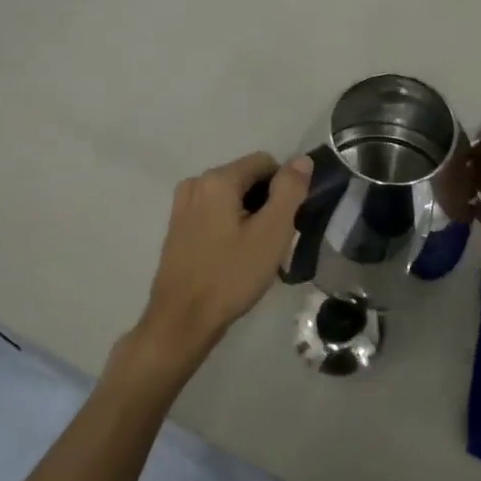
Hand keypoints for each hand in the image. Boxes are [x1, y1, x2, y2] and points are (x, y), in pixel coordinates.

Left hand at [113, 151, 311, 390]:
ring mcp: (182, 206)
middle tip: (274, 240)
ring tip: (256, 251)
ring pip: (231, 197)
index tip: (288, 221)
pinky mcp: (178, 227)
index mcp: (217, 179)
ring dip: (249, 215)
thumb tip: (302, 160)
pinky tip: (235, 256)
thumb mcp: (271, 233)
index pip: (265, 162)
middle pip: (246, 178)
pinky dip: (230, 225)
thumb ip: (289, 191)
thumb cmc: (231, 275)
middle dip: (266, 202)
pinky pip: (214, 213)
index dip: (284, 188)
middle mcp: (195, 183)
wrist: (182, 320)